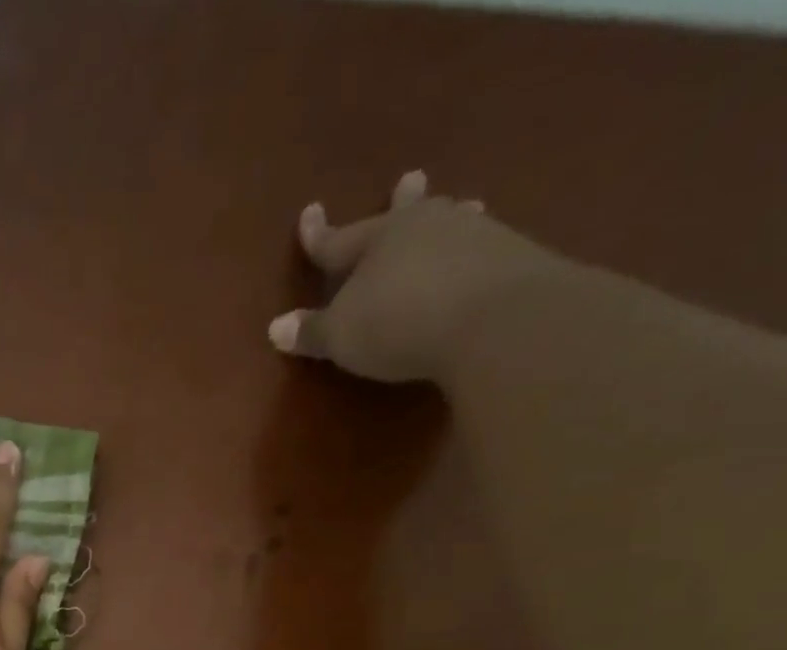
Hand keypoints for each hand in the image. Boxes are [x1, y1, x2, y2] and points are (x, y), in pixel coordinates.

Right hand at [269, 169, 562, 383]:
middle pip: (405, 214)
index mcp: (378, 239)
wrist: (493, 320)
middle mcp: (425, 225)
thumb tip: (275, 328)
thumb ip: (311, 331)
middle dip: (401, 200)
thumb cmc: (398, 323)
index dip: (318, 234)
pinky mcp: (510, 257)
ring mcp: (473, 236)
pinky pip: (480, 249)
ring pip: (450, 223)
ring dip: (447, 219)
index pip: (337, 239)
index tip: (309, 212)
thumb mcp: (342, 335)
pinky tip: (478, 256)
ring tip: (460, 205)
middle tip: (410, 177)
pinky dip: (472, 252)